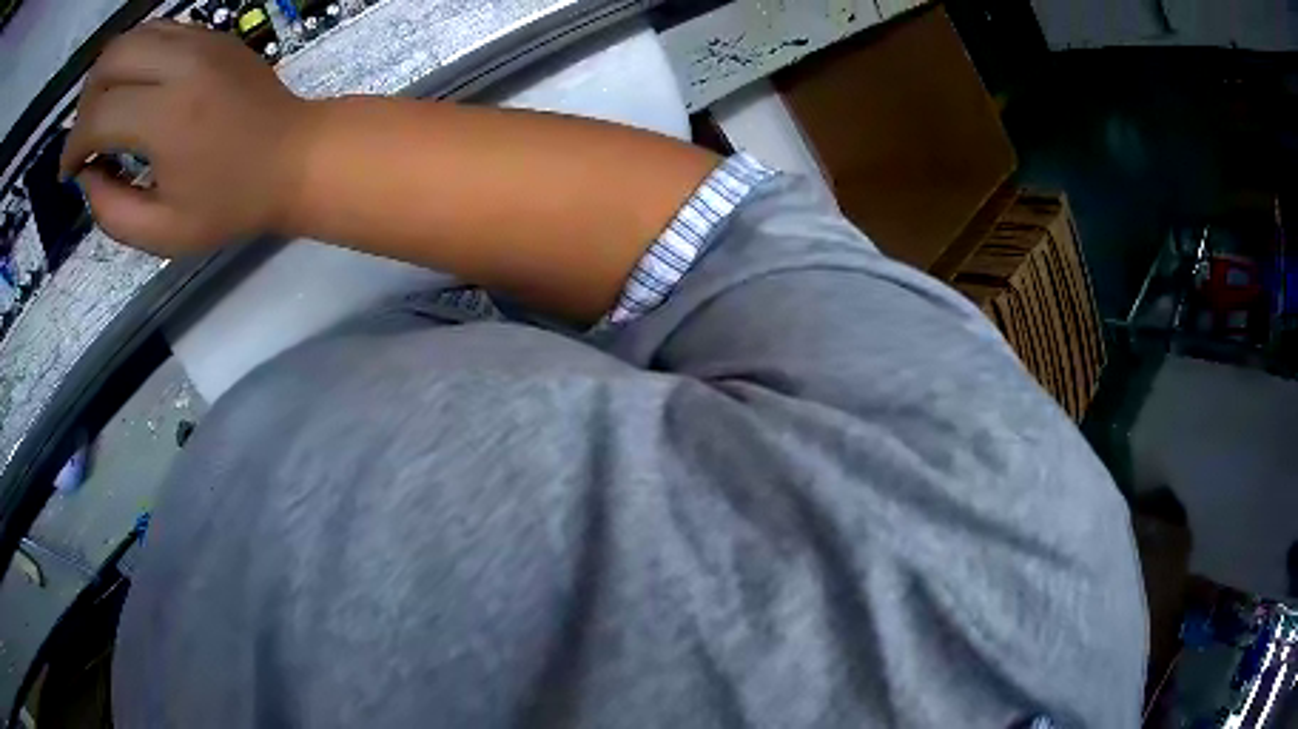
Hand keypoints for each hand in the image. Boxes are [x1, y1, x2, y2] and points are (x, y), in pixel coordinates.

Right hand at [60, 20, 312, 255]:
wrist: (295, 154)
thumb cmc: (230, 203)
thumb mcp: (163, 232)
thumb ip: (111, 211)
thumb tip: (87, 174)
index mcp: (165, 117)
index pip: (97, 115)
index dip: (72, 147)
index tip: (68, 172)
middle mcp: (180, 63)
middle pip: (111, 58)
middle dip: (84, 102)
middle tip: (83, 138)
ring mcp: (201, 38)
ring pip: (134, 34)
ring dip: (106, 73)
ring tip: (101, 113)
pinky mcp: (213, 32)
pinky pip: (159, 29)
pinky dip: (133, 55)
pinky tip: (130, 88)